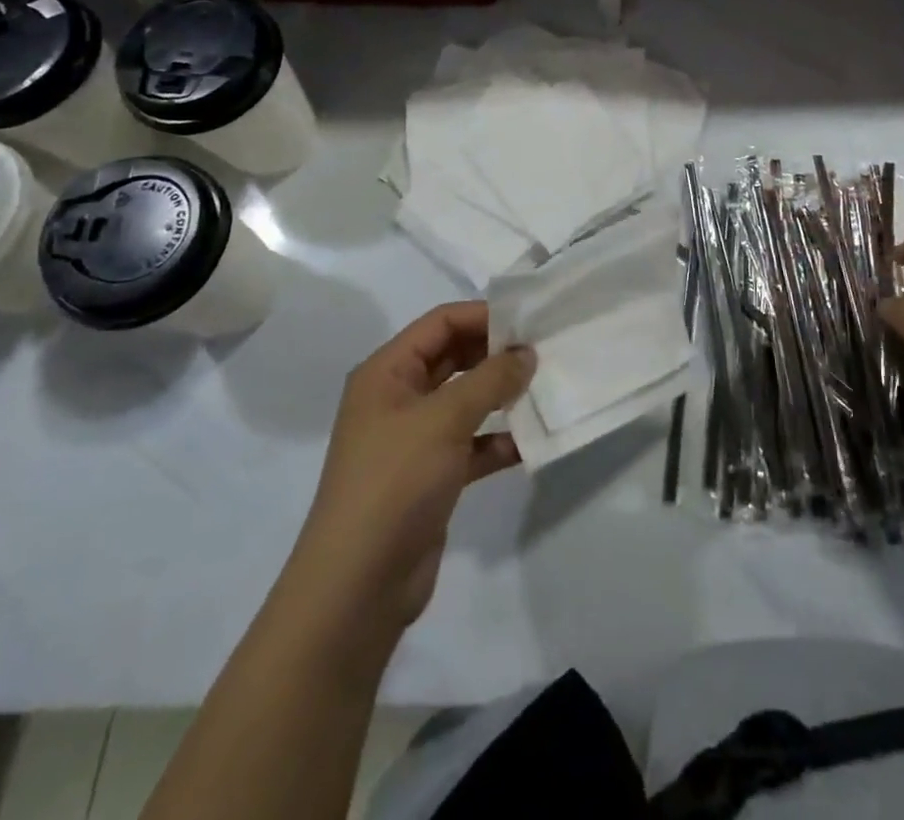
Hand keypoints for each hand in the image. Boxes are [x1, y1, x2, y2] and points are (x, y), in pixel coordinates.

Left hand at [291, 302, 534, 644]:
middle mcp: (398, 398)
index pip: (440, 323)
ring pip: (465, 400)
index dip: (483, 316)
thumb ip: (490, 379)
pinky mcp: (431, 476)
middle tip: (544, 351)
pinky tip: (531, 443)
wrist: (358, 586)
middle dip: (496, 354)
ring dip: (501, 395)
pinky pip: (471, 443)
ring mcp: (414, 438)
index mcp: (386, 372)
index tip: (529, 320)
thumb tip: (526, 353)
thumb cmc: (394, 482)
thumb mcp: (444, 419)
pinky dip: (498, 440)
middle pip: (453, 357)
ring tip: (545, 389)